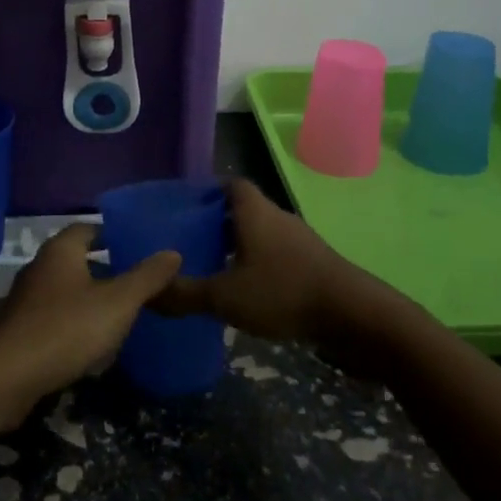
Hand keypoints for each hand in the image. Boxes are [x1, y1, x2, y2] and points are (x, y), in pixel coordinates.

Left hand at [0, 224, 180, 420]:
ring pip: (63, 292)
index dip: (110, 234)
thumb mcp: (117, 303)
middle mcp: (39, 268)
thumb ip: (146, 278)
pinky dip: (71, 327)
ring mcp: (24, 302)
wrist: (4, 378)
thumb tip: (173, 252)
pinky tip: (89, 348)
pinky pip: (52, 321)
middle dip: (102, 269)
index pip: (87, 229)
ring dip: (87, 301)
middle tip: (133, 283)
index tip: (134, 246)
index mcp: (60, 251)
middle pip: (74, 260)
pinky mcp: (17, 333)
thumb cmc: (65, 329)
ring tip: (118, 316)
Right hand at [152, 181, 390, 350]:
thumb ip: (184, 294)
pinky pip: (278, 257)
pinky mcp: (314, 266)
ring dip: (240, 248)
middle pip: (244, 210)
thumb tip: (146, 292)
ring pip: (262, 235)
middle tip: (190, 243)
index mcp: (255, 212)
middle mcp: (277, 218)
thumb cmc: (284, 292)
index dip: (208, 192)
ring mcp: (299, 242)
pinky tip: (247, 293)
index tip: (185, 209)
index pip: (230, 184)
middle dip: (218, 223)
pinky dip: (260, 267)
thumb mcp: (225, 297)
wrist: (354, 316)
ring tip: (214, 269)